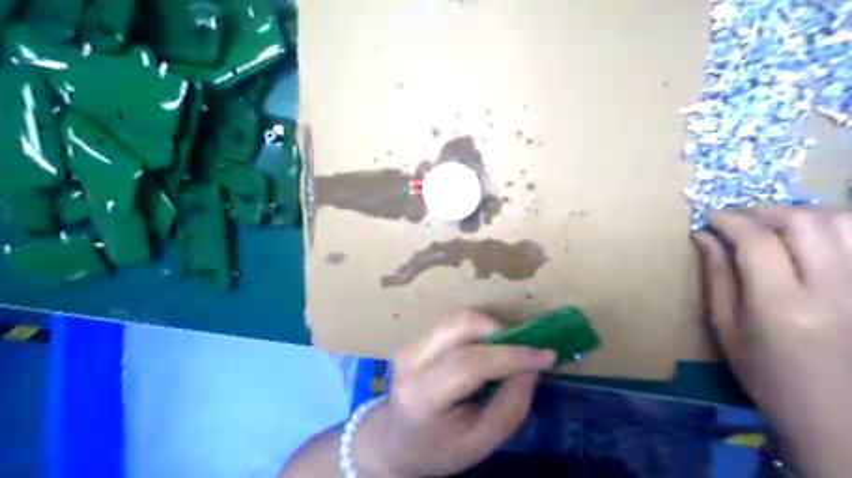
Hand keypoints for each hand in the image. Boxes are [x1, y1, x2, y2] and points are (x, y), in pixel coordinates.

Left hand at [355, 310, 559, 476]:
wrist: (393, 441)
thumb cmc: (437, 449)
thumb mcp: (479, 444)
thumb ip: (509, 407)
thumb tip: (530, 368)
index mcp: (423, 395)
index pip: (470, 363)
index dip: (512, 355)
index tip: (547, 354)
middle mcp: (411, 361)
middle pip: (461, 325)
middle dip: (501, 331)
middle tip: (526, 350)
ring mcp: (410, 345)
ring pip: (459, 319)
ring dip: (491, 329)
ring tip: (508, 353)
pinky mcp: (415, 339)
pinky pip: (455, 324)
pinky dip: (479, 332)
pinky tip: (488, 352)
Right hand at [695, 206, 851, 477]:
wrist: (837, 417)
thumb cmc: (768, 376)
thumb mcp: (727, 329)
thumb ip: (718, 277)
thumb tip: (705, 237)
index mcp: (780, 306)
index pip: (756, 241)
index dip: (730, 220)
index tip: (710, 217)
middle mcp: (831, 291)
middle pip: (804, 223)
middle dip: (765, 211)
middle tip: (741, 219)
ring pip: (845, 224)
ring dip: (804, 215)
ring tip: (777, 225)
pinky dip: (838, 228)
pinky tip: (815, 238)